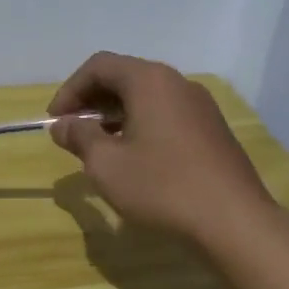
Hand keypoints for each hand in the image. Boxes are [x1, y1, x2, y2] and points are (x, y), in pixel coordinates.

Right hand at [47, 51, 272, 244]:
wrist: (234, 221)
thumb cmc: (162, 187)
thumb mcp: (106, 164)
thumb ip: (80, 137)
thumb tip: (63, 125)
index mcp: (150, 81)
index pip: (99, 66)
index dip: (70, 90)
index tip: (55, 120)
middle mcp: (177, 84)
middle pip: (125, 78)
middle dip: (92, 102)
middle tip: (72, 133)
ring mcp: (200, 107)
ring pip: (147, 98)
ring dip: (115, 116)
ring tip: (98, 148)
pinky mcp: (212, 131)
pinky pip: (166, 115)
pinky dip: (140, 126)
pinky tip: (134, 159)